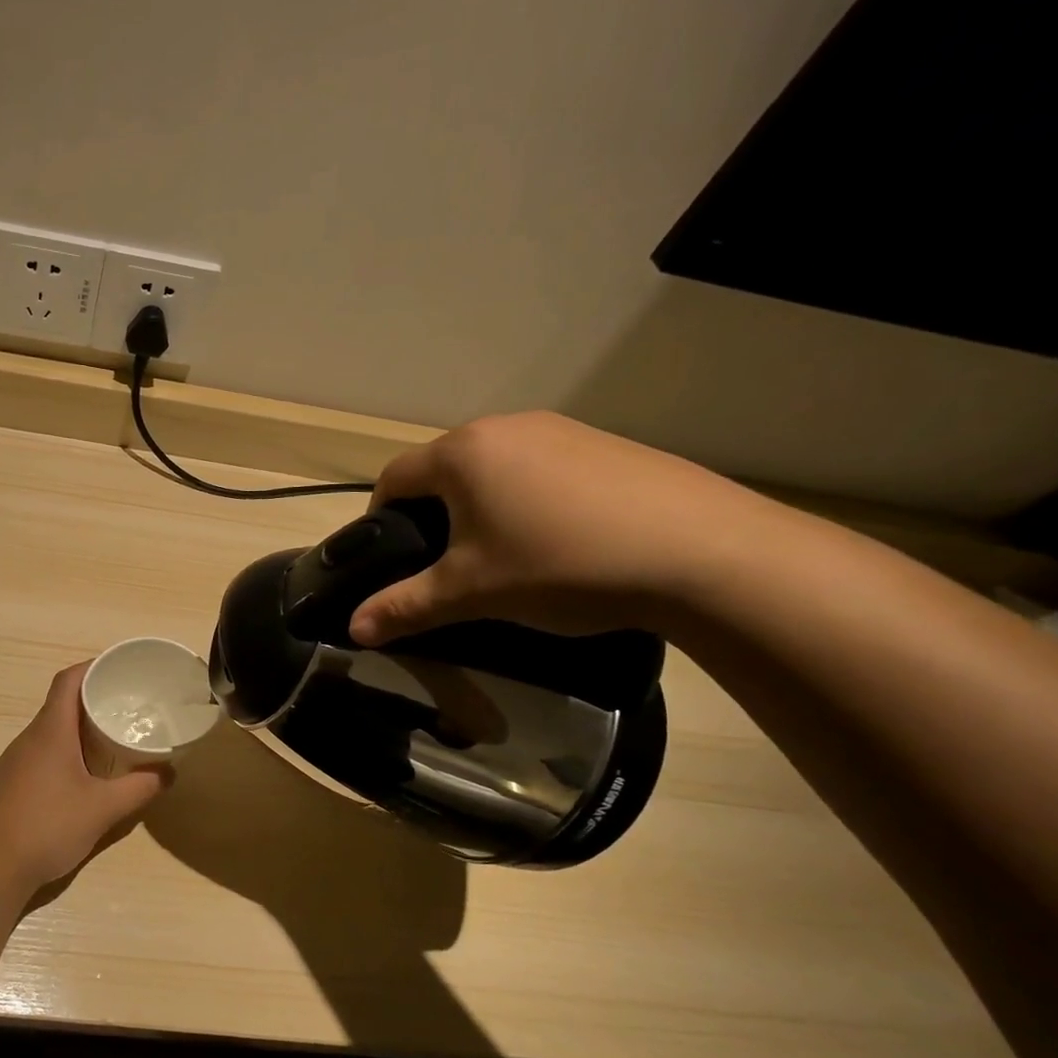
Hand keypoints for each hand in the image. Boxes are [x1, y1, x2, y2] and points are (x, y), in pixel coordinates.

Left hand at [0, 664, 167, 889]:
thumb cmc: (48, 827)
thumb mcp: (103, 809)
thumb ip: (139, 789)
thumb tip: (169, 773)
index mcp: (50, 731)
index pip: (68, 680)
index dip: (92, 667)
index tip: (120, 670)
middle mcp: (29, 738)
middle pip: (60, 704)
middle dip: (93, 700)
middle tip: (127, 708)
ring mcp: (15, 761)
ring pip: (51, 731)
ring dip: (79, 729)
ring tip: (111, 740)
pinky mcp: (9, 783)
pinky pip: (41, 753)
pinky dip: (65, 752)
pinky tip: (82, 776)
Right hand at [349, 412, 783, 645]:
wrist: (703, 553)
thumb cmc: (559, 565)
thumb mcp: (471, 593)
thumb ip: (405, 607)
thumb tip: (354, 630)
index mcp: (462, 453)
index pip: (394, 477)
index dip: (379, 517)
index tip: (387, 557)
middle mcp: (506, 427)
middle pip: (444, 469)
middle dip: (432, 514)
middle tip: (445, 564)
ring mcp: (563, 430)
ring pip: (495, 468)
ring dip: (482, 506)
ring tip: (504, 555)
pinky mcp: (607, 445)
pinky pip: (543, 469)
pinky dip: (531, 500)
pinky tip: (560, 540)